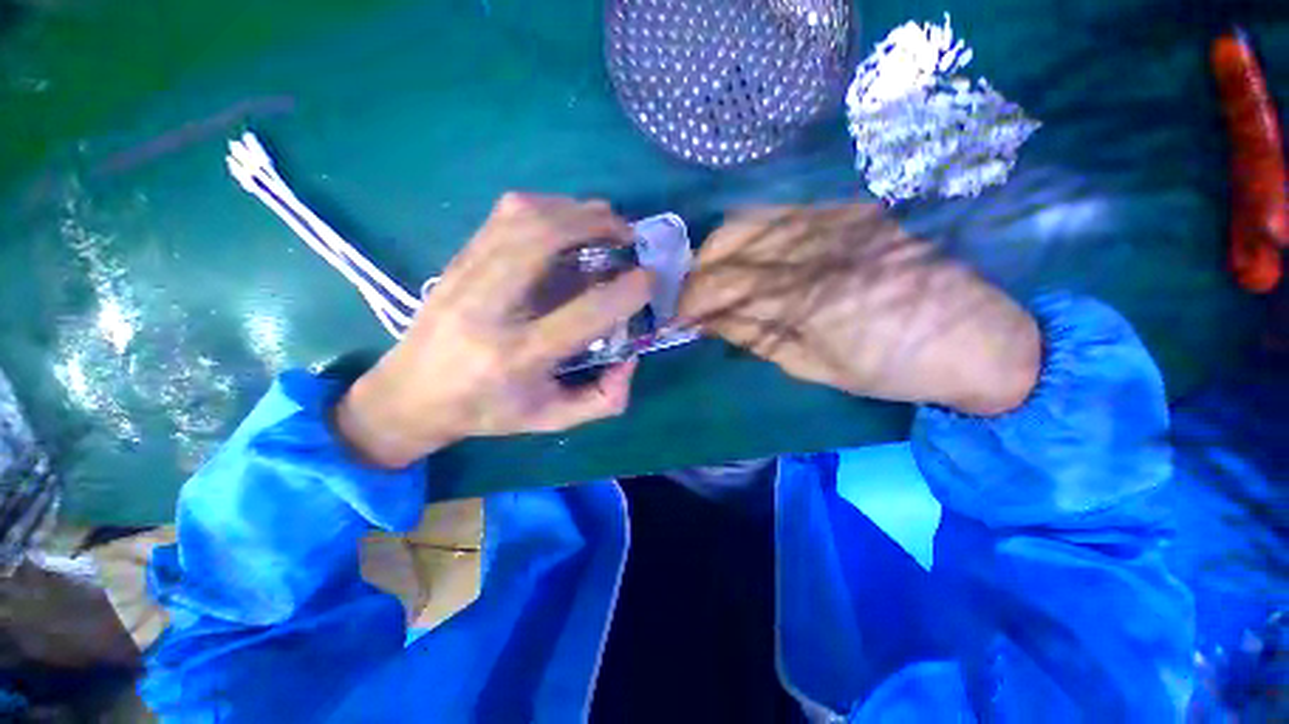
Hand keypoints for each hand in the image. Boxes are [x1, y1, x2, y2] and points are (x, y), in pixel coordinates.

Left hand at [335, 193, 652, 467]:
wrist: (411, 394)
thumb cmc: (488, 411)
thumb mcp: (551, 419)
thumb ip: (603, 399)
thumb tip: (632, 358)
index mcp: (518, 356)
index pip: (585, 312)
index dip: (627, 291)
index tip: (649, 278)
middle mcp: (490, 308)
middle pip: (546, 241)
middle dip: (598, 226)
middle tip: (628, 235)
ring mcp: (468, 276)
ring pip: (524, 218)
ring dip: (574, 210)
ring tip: (602, 222)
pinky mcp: (458, 259)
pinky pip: (504, 215)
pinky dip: (545, 206)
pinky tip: (564, 220)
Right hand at [678, 204, 1040, 414]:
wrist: (974, 335)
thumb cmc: (889, 368)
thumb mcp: (812, 367)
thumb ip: (755, 337)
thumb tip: (709, 321)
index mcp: (803, 297)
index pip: (721, 286)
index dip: (692, 300)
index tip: (679, 317)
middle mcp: (813, 247)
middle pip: (728, 240)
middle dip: (699, 269)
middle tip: (697, 295)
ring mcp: (834, 219)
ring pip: (750, 219)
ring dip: (721, 249)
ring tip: (719, 276)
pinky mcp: (851, 210)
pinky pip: (782, 213)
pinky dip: (753, 235)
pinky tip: (754, 257)